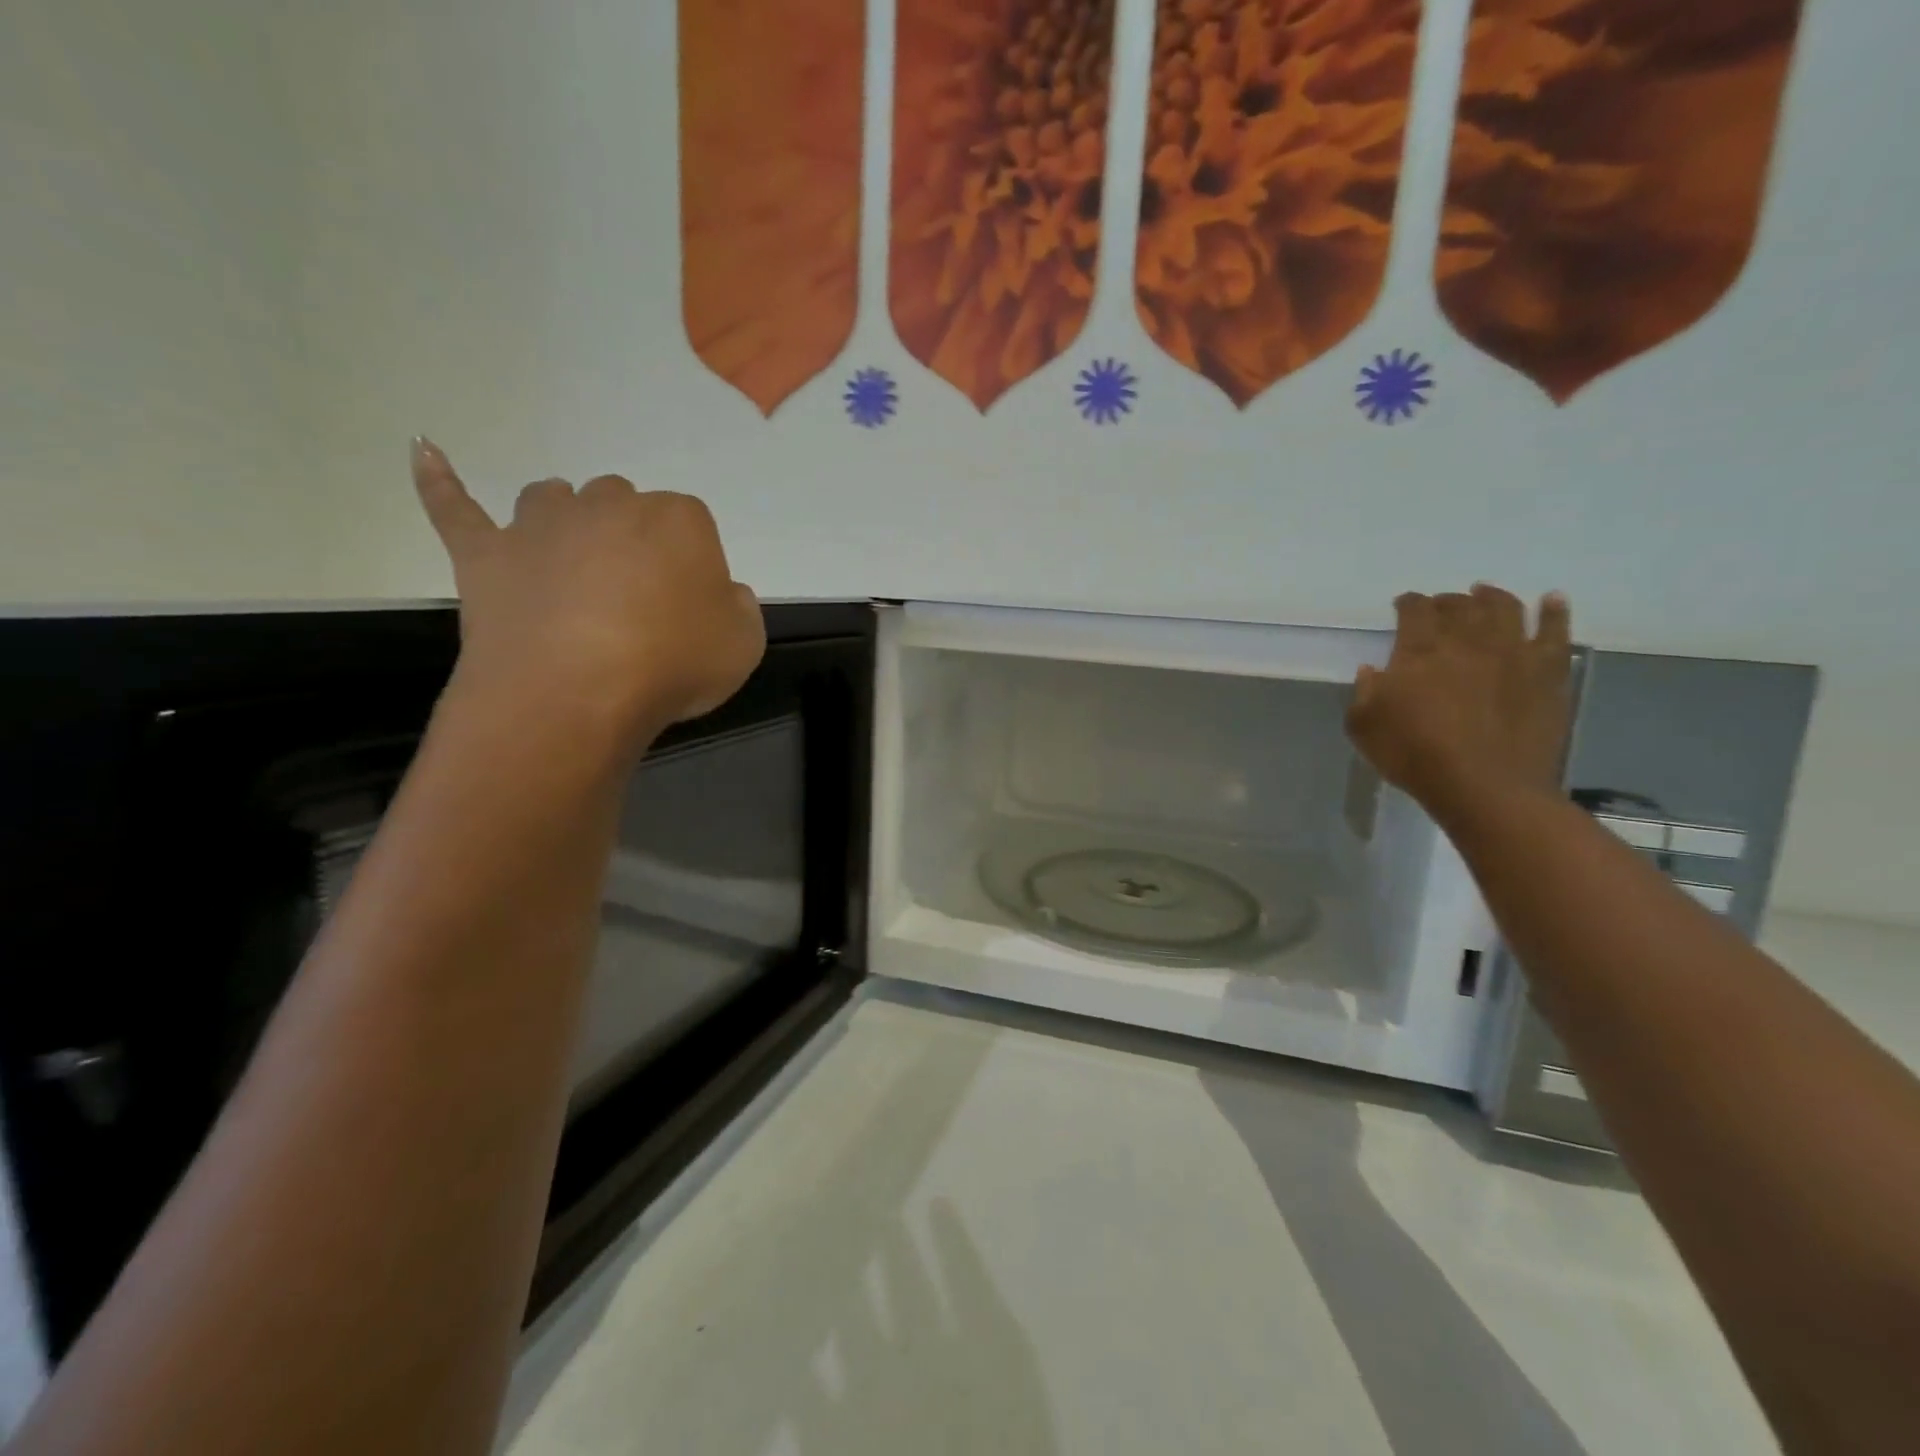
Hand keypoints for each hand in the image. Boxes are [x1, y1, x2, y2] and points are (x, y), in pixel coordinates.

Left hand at [411, 438, 764, 743]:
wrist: (574, 693)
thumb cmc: (672, 665)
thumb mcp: (743, 645)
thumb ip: (739, 609)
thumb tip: (722, 594)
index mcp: (679, 520)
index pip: (693, 527)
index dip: (693, 571)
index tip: (691, 614)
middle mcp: (610, 505)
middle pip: (624, 505)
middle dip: (632, 542)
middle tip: (638, 604)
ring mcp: (541, 524)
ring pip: (554, 498)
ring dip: (567, 521)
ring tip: (574, 565)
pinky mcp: (486, 553)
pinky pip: (455, 506)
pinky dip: (439, 480)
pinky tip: (424, 451)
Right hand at [1346, 584, 1572, 820]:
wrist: (1485, 786)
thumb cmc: (1414, 756)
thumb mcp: (1363, 728)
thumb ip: (1363, 693)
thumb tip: (1372, 670)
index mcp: (1419, 650)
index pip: (1414, 609)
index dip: (1407, 603)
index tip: (1402, 605)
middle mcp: (1467, 640)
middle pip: (1459, 605)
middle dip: (1446, 600)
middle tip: (1440, 606)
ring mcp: (1513, 652)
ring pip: (1505, 607)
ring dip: (1492, 596)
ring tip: (1485, 593)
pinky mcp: (1549, 671)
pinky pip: (1556, 630)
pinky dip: (1554, 610)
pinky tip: (1552, 599)